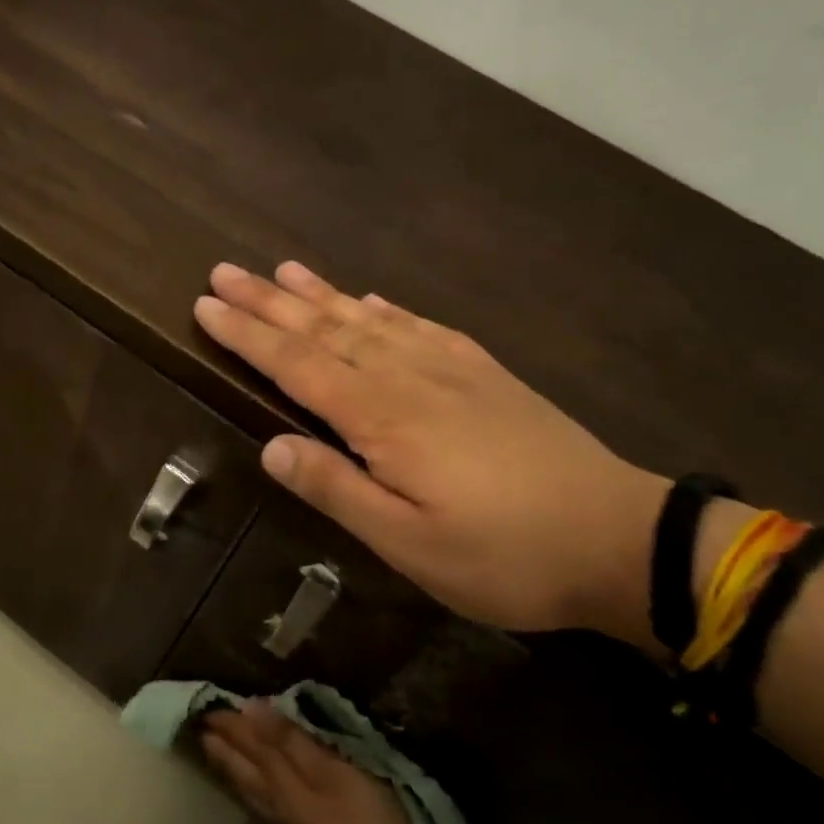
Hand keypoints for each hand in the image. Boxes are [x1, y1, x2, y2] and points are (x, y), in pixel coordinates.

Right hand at [194, 261, 666, 647]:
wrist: (618, 539)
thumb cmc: (502, 554)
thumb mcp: (408, 543)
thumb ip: (336, 489)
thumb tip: (270, 446)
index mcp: (382, 417)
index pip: (296, 365)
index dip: (247, 335)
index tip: (206, 305)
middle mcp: (409, 377)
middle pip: (325, 329)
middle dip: (269, 301)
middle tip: (224, 272)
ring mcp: (451, 369)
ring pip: (368, 319)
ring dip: (321, 294)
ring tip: (284, 269)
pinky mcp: (484, 374)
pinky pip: (420, 327)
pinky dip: (385, 309)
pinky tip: (371, 299)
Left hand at [200, 702, 420, 823]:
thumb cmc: (361, 823)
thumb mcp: (329, 771)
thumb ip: (290, 741)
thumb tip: (251, 708)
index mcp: (280, 778)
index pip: (250, 743)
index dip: (231, 723)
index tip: (208, 705)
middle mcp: (276, 798)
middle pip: (244, 766)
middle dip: (224, 743)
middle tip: (202, 724)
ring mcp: (288, 820)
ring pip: (250, 785)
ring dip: (232, 764)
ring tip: (215, 750)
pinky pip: (263, 800)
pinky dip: (251, 785)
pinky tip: (255, 788)